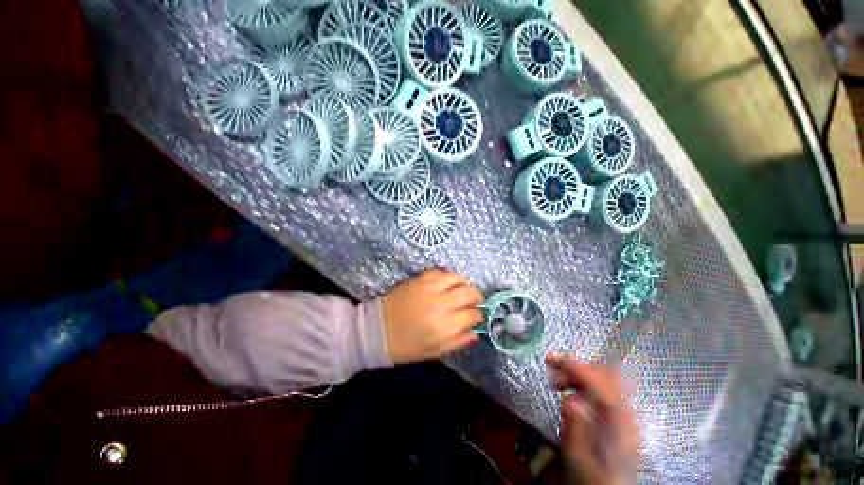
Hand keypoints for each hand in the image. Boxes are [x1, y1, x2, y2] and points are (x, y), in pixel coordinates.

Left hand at [381, 268, 482, 363]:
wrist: (375, 330)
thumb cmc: (405, 346)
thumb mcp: (434, 352)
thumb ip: (458, 342)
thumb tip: (476, 332)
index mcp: (443, 327)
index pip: (473, 314)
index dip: (478, 316)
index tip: (477, 317)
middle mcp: (440, 304)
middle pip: (469, 292)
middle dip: (476, 297)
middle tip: (473, 302)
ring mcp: (429, 288)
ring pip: (458, 278)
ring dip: (464, 284)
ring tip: (461, 291)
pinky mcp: (419, 279)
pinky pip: (441, 271)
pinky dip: (448, 277)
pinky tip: (446, 284)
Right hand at [546, 354, 638, 484]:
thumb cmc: (592, 477)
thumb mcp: (577, 458)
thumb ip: (575, 428)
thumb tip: (571, 399)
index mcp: (617, 423)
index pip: (598, 382)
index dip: (573, 366)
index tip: (550, 360)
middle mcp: (625, 413)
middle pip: (603, 375)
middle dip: (575, 368)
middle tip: (552, 373)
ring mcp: (624, 414)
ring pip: (603, 379)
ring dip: (579, 375)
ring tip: (557, 383)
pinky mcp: (619, 417)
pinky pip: (603, 389)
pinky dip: (584, 384)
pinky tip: (571, 392)